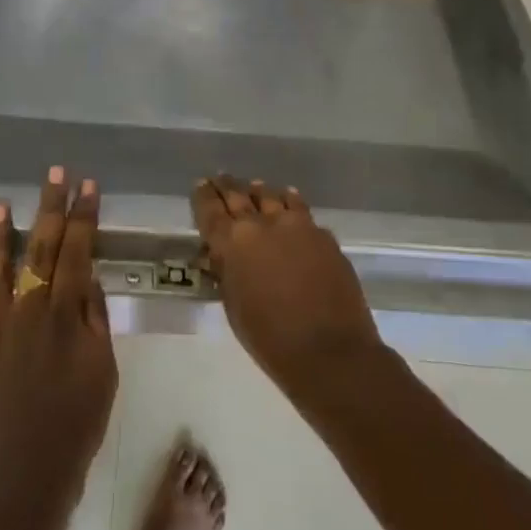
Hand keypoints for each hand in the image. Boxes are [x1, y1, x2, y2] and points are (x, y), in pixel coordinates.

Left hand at [0, 168, 117, 507]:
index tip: (87, 185)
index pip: (77, 251)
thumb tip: (87, 277)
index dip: (83, 216)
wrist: (24, 472)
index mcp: (65, 313)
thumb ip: (95, 320)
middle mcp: (28, 308)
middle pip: (40, 247)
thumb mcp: (103, 370)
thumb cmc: (75, 423)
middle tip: (54, 173)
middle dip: (50, 206)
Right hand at [192, 175, 384, 397]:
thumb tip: (221, 255)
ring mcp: (297, 225)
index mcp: (232, 243)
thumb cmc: (270, 339)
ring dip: (260, 191)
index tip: (200, 184)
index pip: (210, 209)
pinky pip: (301, 209)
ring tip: (254, 186)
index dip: (203, 195)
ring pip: (272, 196)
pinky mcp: (323, 234)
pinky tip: (289, 199)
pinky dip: (290, 202)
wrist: (329, 351)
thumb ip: (226, 273)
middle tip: (220, 178)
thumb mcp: (233, 307)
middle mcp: (262, 224)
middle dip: (228, 186)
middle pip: (240, 195)